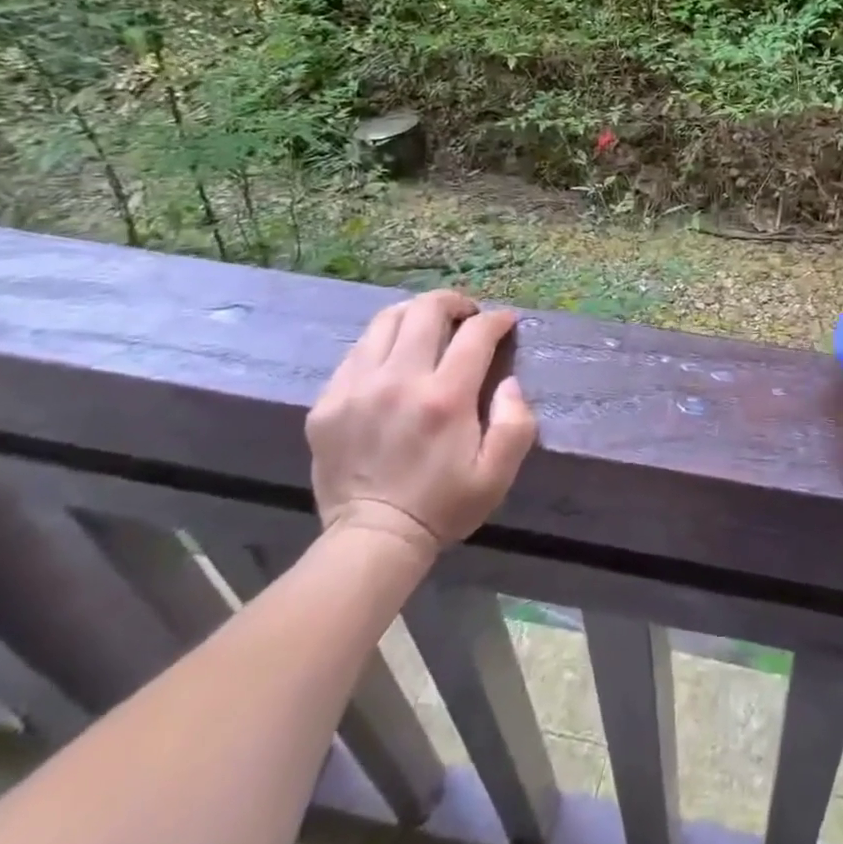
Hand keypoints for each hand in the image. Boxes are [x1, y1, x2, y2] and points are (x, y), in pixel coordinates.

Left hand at [307, 290, 536, 570]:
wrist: (372, 541)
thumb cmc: (443, 506)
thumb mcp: (498, 474)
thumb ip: (516, 422)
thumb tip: (508, 381)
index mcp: (444, 398)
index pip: (475, 332)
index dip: (496, 319)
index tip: (505, 322)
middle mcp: (399, 381)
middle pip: (426, 310)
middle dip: (454, 302)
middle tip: (467, 315)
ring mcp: (356, 389)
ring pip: (386, 320)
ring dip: (415, 315)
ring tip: (429, 327)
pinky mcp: (327, 403)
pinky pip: (357, 351)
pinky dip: (382, 343)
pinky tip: (394, 360)